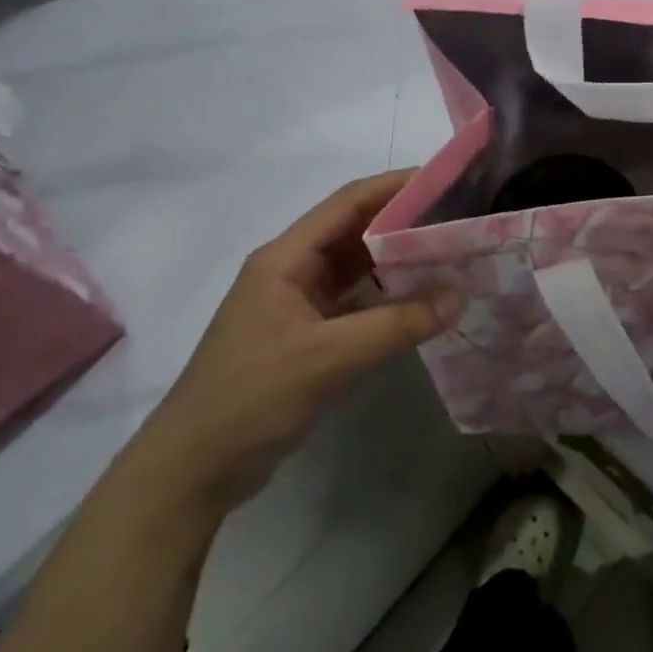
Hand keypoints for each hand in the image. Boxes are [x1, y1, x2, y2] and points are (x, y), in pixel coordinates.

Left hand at [130, 171, 458, 511]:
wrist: (193, 470)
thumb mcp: (328, 358)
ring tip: (450, 253)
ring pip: (357, 266)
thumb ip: (396, 325)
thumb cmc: (250, 399)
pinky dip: (388, 296)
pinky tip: (422, 299)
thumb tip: (459, 295)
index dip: (395, 186)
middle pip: (355, 230)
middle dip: (405, 221)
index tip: (446, 181)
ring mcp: (298, 303)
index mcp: (285, 258)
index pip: (348, 202)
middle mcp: (292, 270)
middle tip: (459, 219)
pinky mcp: (307, 334)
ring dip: (398, 259)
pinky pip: (356, 300)